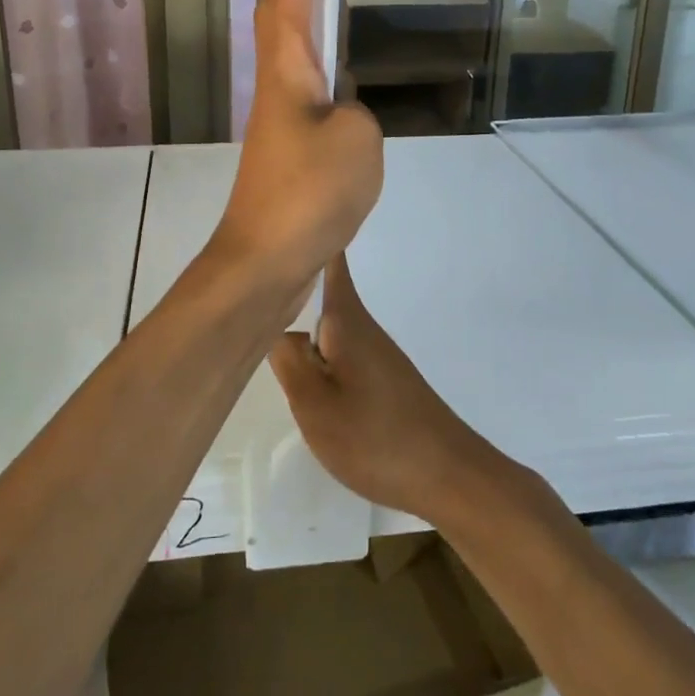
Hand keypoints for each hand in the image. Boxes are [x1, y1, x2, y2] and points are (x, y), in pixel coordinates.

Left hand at [212, 0, 382, 296]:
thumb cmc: (308, 190)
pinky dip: (327, 70)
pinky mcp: (290, 151)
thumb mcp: (357, 139)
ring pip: (295, 54)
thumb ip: (358, 113)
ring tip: (340, 0)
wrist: (266, 260)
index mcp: (287, 70)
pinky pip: (311, 93)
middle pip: (282, 16)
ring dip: (312, 20)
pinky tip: (349, 80)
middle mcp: (277, 86)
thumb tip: (343, 115)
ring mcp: (281, 120)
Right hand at [269, 255, 498, 522]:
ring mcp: (373, 351)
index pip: (330, 259)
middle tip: (247, 282)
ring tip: (262, 325)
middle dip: (291, 280)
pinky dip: (317, 347)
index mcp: (346, 319)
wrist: (446, 474)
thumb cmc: (375, 436)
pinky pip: (339, 347)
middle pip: (322, 288)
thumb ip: (287, 359)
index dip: (310, 236)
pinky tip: (302, 371)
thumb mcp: (315, 403)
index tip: (282, 221)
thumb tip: (269, 320)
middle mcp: (361, 325)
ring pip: (328, 321)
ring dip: (300, 317)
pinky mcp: (380, 376)